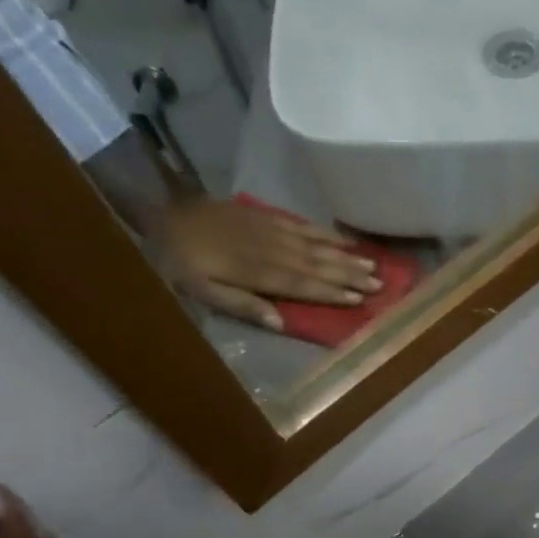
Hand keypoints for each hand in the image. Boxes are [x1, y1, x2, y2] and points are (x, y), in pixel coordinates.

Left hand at [151, 198, 382, 330]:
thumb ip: (241, 305)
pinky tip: (341, 240)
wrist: (159, 216)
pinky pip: (300, 224)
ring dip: (343, 255)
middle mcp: (270, 249)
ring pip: (314, 244)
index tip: (358, 299)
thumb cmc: (179, 264)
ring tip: (371, 264)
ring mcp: (269, 229)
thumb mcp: (202, 292)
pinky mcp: (263, 215)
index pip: (301, 284)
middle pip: (315, 263)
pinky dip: (323, 233)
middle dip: (348, 274)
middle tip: (378, 283)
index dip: (331, 292)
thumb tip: (280, 322)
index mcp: (256, 271)